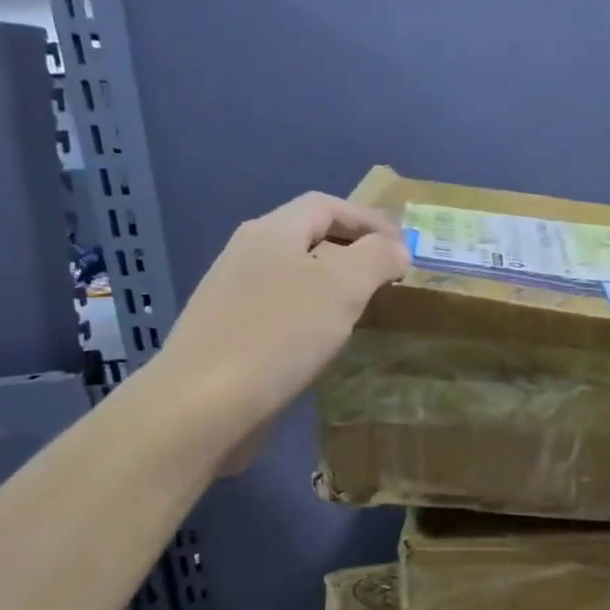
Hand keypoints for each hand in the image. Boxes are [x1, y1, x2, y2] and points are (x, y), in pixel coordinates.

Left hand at [152, 192, 409, 475]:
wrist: (205, 404)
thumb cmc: (280, 334)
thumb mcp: (342, 287)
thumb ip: (376, 258)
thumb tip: (395, 248)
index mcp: (272, 231)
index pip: (326, 205)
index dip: (369, 220)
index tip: (404, 247)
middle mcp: (246, 254)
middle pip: (307, 236)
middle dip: (352, 250)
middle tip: (387, 276)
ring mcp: (232, 295)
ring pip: (293, 275)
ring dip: (332, 284)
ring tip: (362, 308)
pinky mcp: (228, 334)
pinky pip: (280, 309)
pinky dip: (311, 314)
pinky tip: (322, 342)